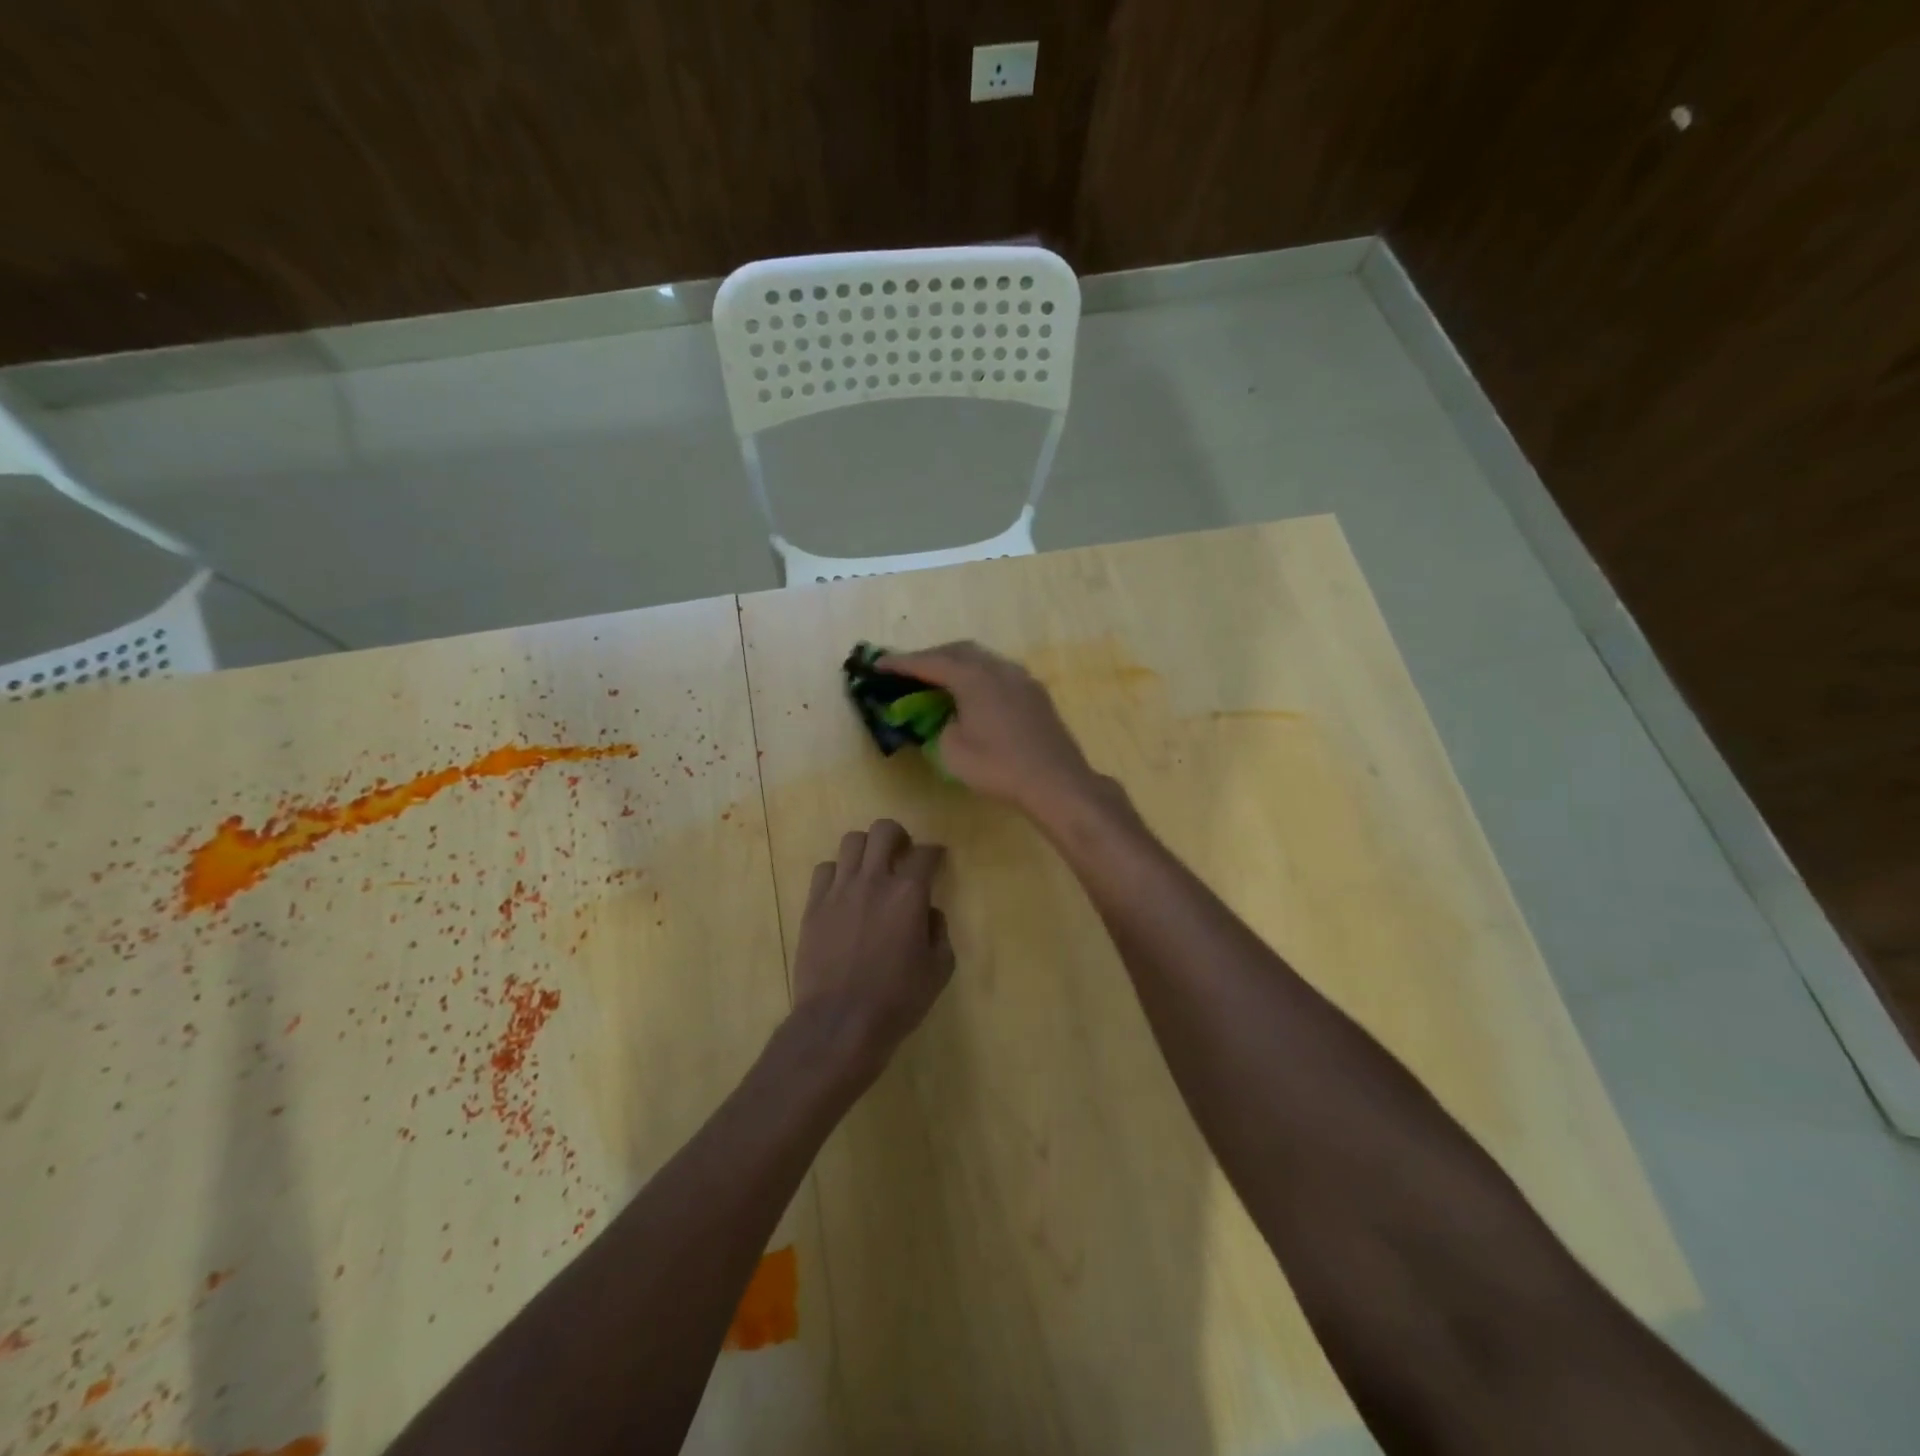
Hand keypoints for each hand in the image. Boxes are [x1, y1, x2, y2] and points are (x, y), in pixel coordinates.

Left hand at [791, 819, 953, 1078]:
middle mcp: (874, 880)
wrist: (840, 1023)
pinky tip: (844, 890)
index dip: (935, 852)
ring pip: (851, 841)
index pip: (925, 853)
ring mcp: (839, 890)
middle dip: (898, 836)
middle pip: (883, 831)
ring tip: (871, 867)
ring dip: (866, 849)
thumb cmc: (897, 1000)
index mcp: (909, 893)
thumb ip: (939, 931)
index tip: (937, 858)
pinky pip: (825, 869)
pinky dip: (838, 872)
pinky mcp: (814, 905)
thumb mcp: (938, 970)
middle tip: (902, 853)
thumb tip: (929, 912)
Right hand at [878, 642, 1101, 817]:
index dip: (901, 663)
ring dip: (957, 663)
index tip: (878, 664)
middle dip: (931, 657)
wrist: (1056, 781)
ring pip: (982, 659)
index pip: (930, 662)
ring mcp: (1021, 678)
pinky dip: (978, 675)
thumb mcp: (952, 751)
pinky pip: (999, 673)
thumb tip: (951, 718)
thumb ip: (942, 726)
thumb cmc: (999, 767)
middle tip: (908, 669)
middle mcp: (998, 668)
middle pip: (958, 651)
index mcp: (974, 677)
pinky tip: (973, 692)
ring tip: (939, 678)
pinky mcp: (1035, 693)